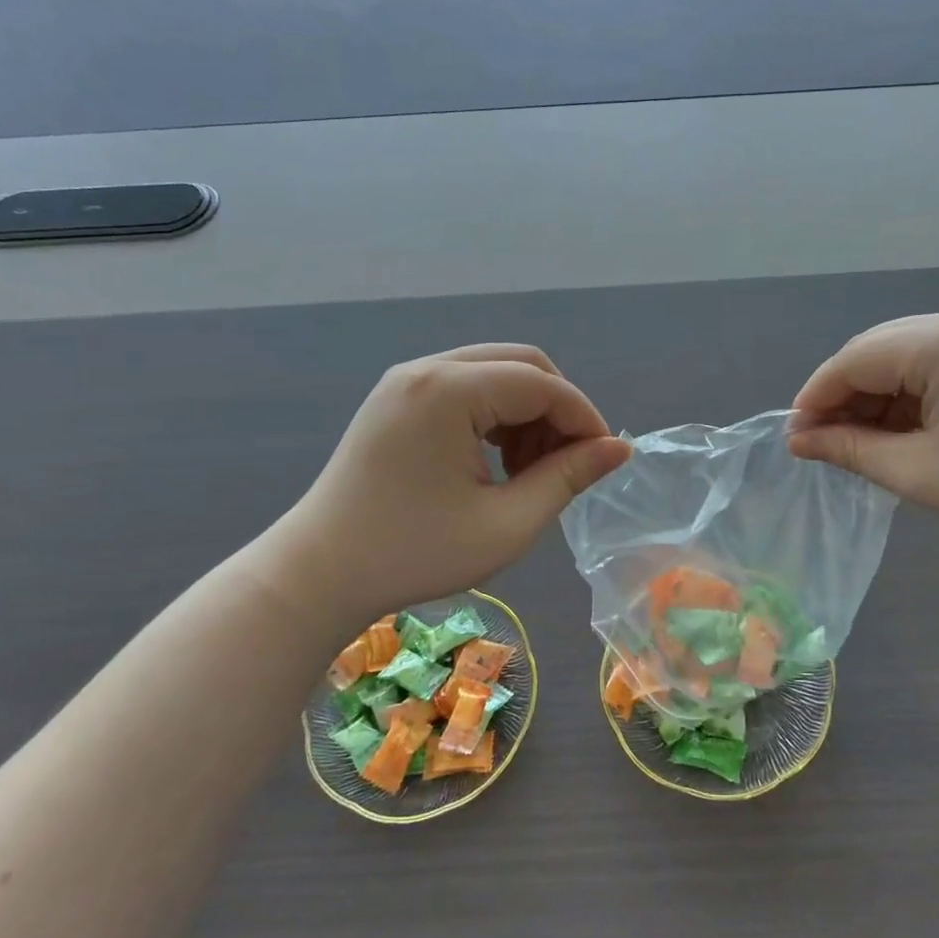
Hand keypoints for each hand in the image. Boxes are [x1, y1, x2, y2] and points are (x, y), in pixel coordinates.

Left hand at [280, 345, 630, 619]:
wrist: (319, 573)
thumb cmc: (415, 554)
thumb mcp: (506, 524)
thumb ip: (568, 478)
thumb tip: (619, 449)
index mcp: (449, 391)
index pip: (542, 385)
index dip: (584, 419)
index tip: (606, 461)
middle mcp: (428, 368)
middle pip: (522, 364)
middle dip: (558, 410)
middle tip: (569, 464)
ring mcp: (408, 379)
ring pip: (496, 372)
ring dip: (528, 412)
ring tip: (531, 469)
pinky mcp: (398, 397)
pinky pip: (467, 388)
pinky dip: (497, 415)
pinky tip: (497, 460)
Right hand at [787, 312, 938, 551]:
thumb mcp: (920, 472)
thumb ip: (851, 450)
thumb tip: (800, 439)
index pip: (852, 360)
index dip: (815, 398)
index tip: (795, 439)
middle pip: (874, 350)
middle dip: (842, 396)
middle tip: (823, 443)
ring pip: (901, 356)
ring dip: (874, 396)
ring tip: (860, 442)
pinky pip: (932, 363)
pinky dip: (907, 394)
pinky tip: (900, 428)